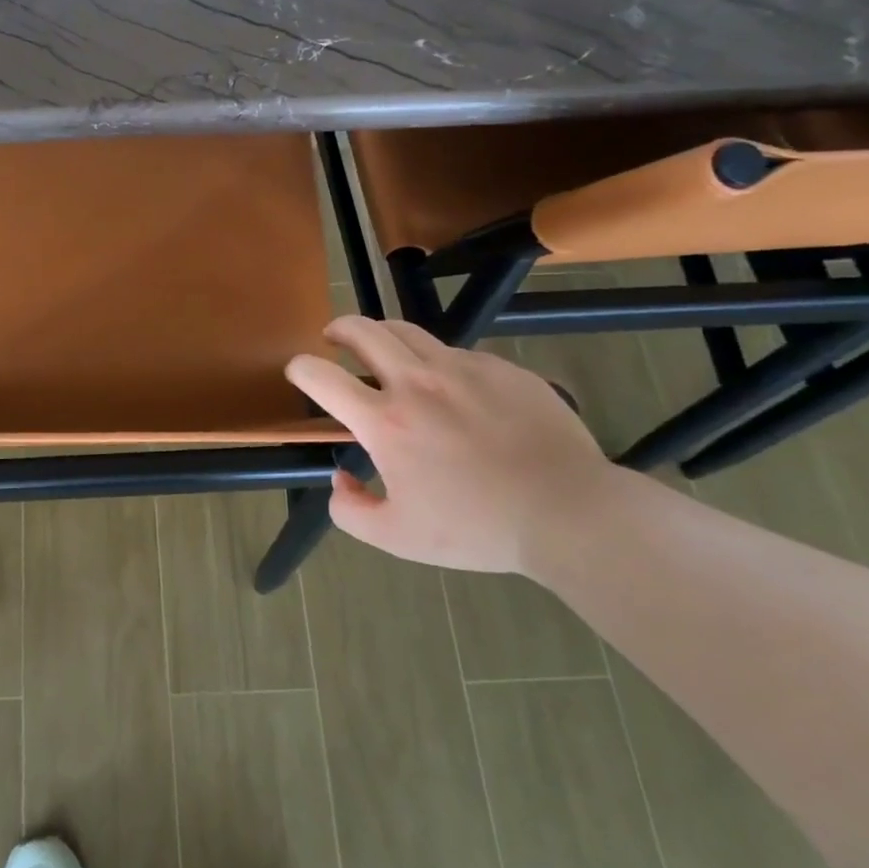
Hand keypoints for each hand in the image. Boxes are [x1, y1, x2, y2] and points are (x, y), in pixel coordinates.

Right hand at [285, 317, 617, 573]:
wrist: (569, 513)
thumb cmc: (477, 529)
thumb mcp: (398, 538)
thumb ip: (351, 511)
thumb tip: (340, 481)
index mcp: (385, 421)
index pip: (321, 376)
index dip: (300, 368)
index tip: (299, 371)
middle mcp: (417, 382)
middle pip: (362, 330)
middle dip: (338, 329)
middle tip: (334, 338)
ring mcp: (463, 369)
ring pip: (408, 330)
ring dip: (383, 334)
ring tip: (383, 348)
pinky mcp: (502, 368)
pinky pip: (457, 353)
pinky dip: (438, 361)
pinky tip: (451, 388)